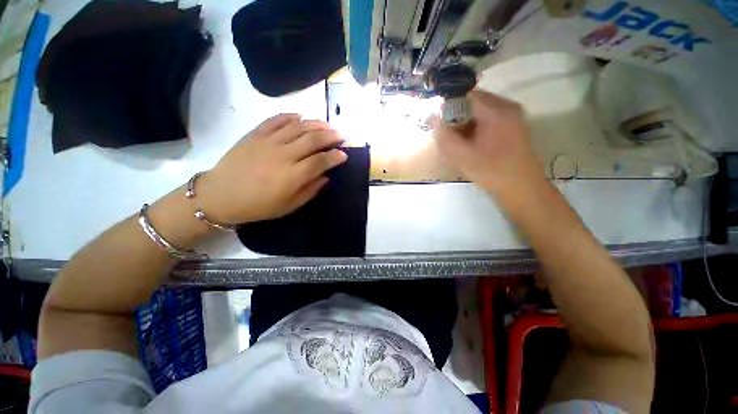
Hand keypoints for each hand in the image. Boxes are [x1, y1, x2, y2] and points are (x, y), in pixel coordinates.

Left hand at [197, 114, 346, 223]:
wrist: (220, 196)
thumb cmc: (258, 206)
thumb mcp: (289, 206)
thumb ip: (310, 191)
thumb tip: (326, 177)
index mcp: (292, 176)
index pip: (320, 161)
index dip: (335, 156)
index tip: (344, 154)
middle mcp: (283, 155)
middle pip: (313, 139)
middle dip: (331, 135)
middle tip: (342, 134)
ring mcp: (268, 142)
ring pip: (297, 126)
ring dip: (315, 123)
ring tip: (327, 124)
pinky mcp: (255, 134)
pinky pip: (275, 120)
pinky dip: (290, 116)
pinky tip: (300, 116)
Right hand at [433, 90, 543, 195]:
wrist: (521, 187)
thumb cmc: (491, 171)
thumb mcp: (462, 156)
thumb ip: (445, 137)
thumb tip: (434, 118)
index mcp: (497, 111)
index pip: (466, 96)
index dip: (449, 108)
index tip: (442, 125)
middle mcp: (507, 107)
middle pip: (473, 102)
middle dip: (457, 117)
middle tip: (449, 137)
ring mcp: (512, 116)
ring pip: (480, 111)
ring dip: (466, 124)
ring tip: (460, 143)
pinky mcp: (512, 125)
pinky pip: (488, 119)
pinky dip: (475, 128)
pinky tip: (472, 144)